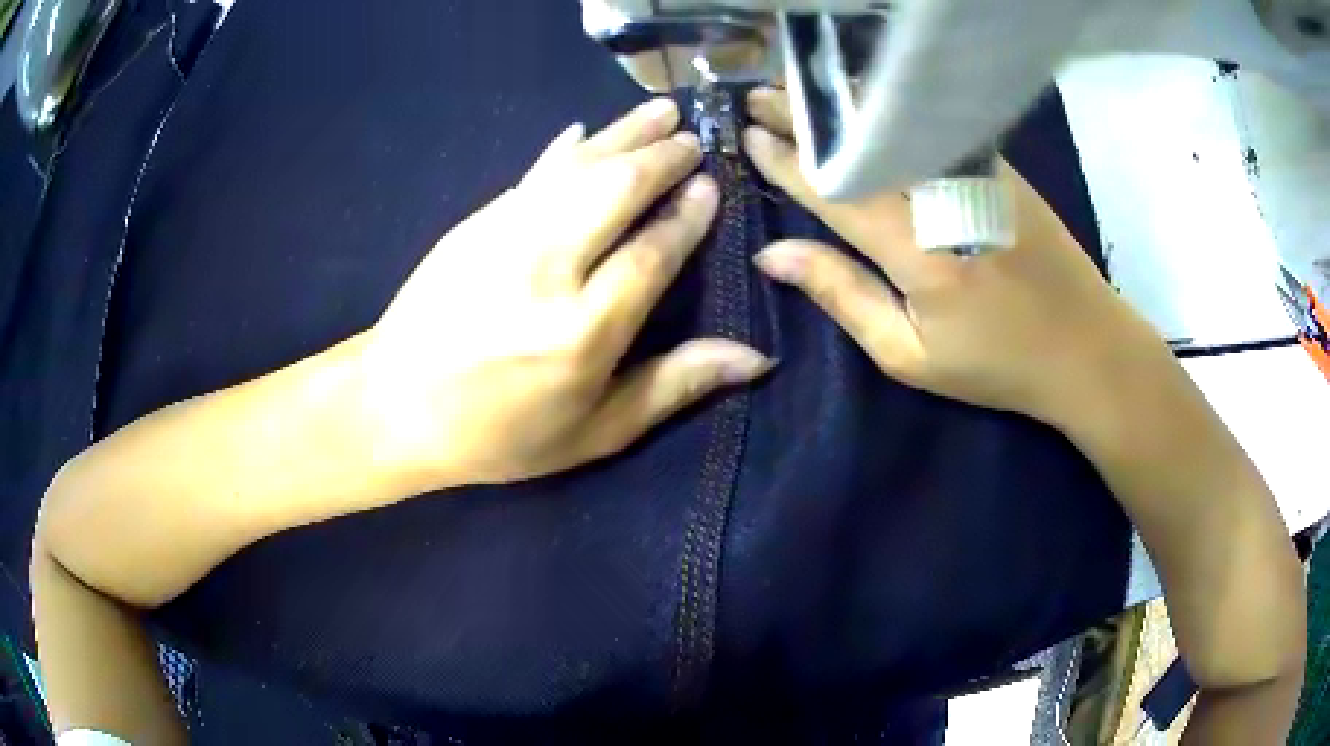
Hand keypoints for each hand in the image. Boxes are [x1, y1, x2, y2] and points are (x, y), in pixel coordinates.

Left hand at [361, 99, 771, 485]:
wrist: (394, 406)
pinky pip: (533, 173)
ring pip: (577, 167)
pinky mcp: (475, 222)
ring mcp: (503, 235)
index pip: (653, 251)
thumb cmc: (500, 434)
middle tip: (694, 139)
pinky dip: (565, 148)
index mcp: (583, 331)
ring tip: (661, 112)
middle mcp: (546, 269)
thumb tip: (755, 357)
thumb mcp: (594, 432)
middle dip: (662, 157)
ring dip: (623, 134)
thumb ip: (673, 386)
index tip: (712, 186)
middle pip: (617, 189)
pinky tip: (586, 129)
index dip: (688, 214)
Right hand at [742, 87, 1173, 427]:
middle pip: (862, 142)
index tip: (748, 135)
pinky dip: (888, 111)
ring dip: (843, 105)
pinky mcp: (998, 166)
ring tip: (800, 92)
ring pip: (896, 123)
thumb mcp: (910, 355)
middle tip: (759, 97)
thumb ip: (842, 295)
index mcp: (918, 250)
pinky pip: (930, 127)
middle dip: (806, 116)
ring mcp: (976, 172)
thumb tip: (773, 254)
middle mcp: (944, 195)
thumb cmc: (997, 363)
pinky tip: (864, 105)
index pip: (835, 188)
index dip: (788, 161)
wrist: (1086, 345)